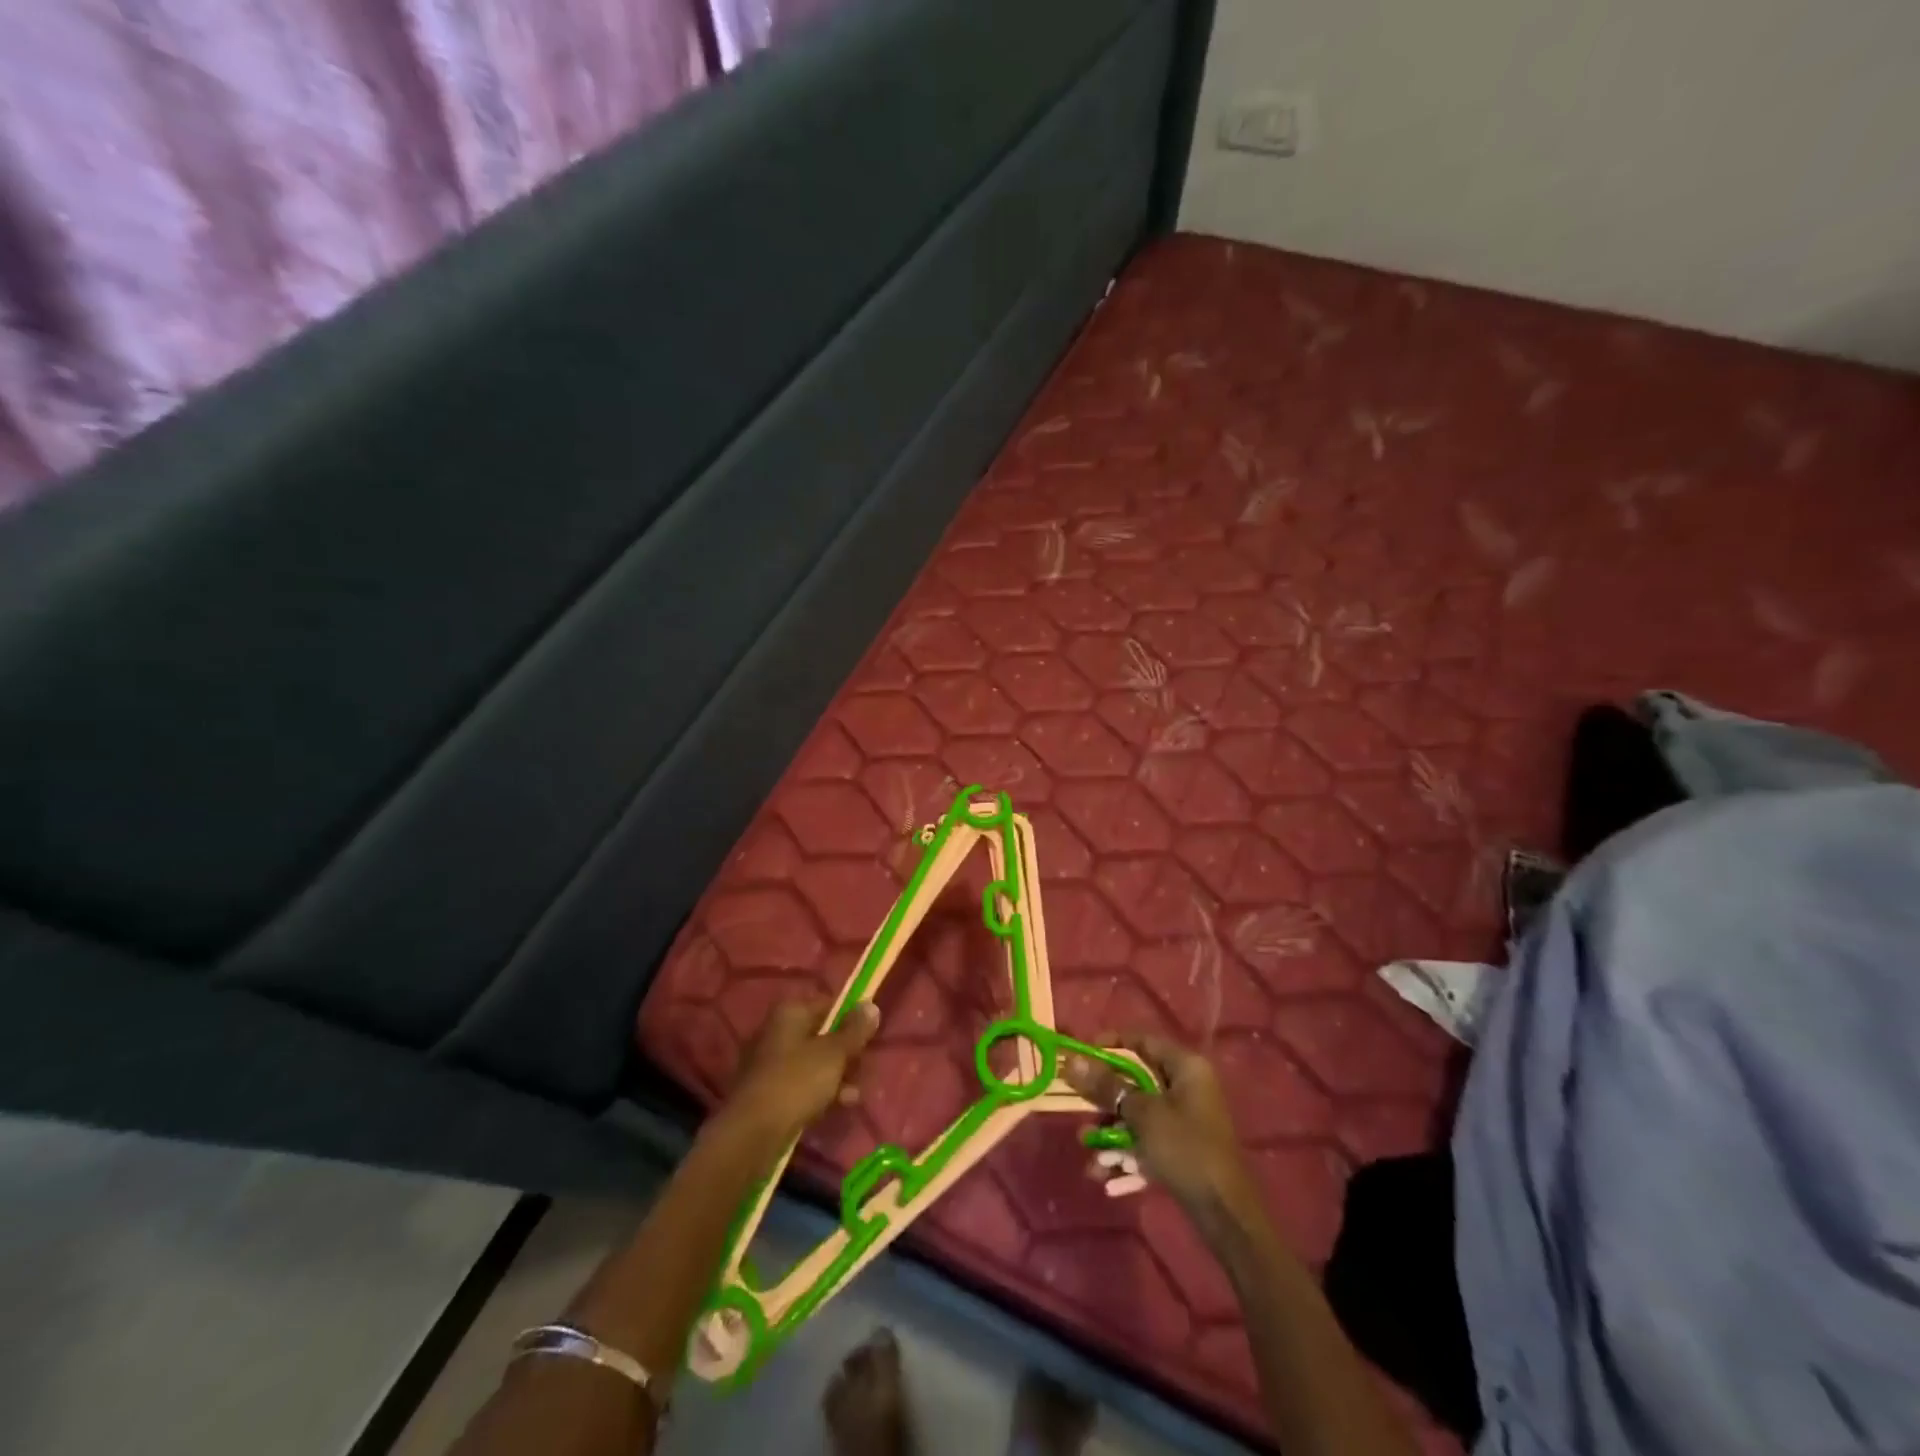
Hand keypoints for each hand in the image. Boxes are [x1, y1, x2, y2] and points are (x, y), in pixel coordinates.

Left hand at [725, 997, 880, 1143]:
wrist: (752, 1134)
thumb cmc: (796, 1082)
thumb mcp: (833, 1054)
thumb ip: (855, 1030)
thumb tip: (871, 1004)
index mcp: (790, 1013)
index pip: (829, 1005)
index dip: (851, 1019)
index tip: (869, 1037)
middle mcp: (777, 1031)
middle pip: (821, 1034)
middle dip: (845, 1053)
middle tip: (862, 1069)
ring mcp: (770, 1062)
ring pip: (813, 1062)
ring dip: (836, 1076)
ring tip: (854, 1094)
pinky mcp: (768, 1091)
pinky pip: (801, 1084)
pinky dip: (820, 1091)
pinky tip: (838, 1106)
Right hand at [1065, 1033, 1253, 1216]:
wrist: (1226, 1215)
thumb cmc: (1186, 1149)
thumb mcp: (1143, 1115)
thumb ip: (1108, 1087)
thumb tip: (1073, 1060)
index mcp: (1185, 1067)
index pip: (1142, 1040)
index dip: (1110, 1044)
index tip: (1081, 1055)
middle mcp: (1187, 1087)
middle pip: (1136, 1081)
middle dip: (1105, 1100)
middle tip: (1079, 1110)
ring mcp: (1186, 1119)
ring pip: (1139, 1116)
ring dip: (1112, 1135)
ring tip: (1090, 1156)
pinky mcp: (1183, 1148)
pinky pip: (1148, 1142)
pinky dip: (1129, 1156)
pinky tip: (1106, 1179)